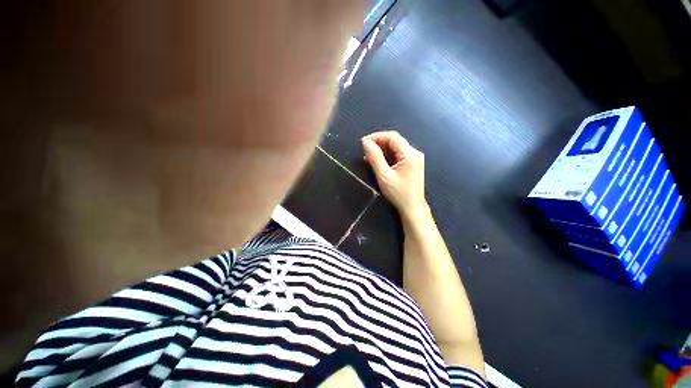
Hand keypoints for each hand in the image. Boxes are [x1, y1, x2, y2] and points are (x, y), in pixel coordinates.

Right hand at [362, 131, 426, 213]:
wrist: (412, 208)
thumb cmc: (399, 194)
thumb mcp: (384, 176)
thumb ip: (375, 158)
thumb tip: (366, 143)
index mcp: (410, 154)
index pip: (392, 137)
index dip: (377, 136)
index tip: (364, 142)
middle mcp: (414, 153)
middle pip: (395, 141)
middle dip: (378, 143)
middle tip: (365, 150)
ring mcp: (414, 159)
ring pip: (395, 148)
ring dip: (382, 150)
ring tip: (368, 156)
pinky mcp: (412, 165)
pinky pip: (398, 155)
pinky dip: (387, 156)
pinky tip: (377, 162)